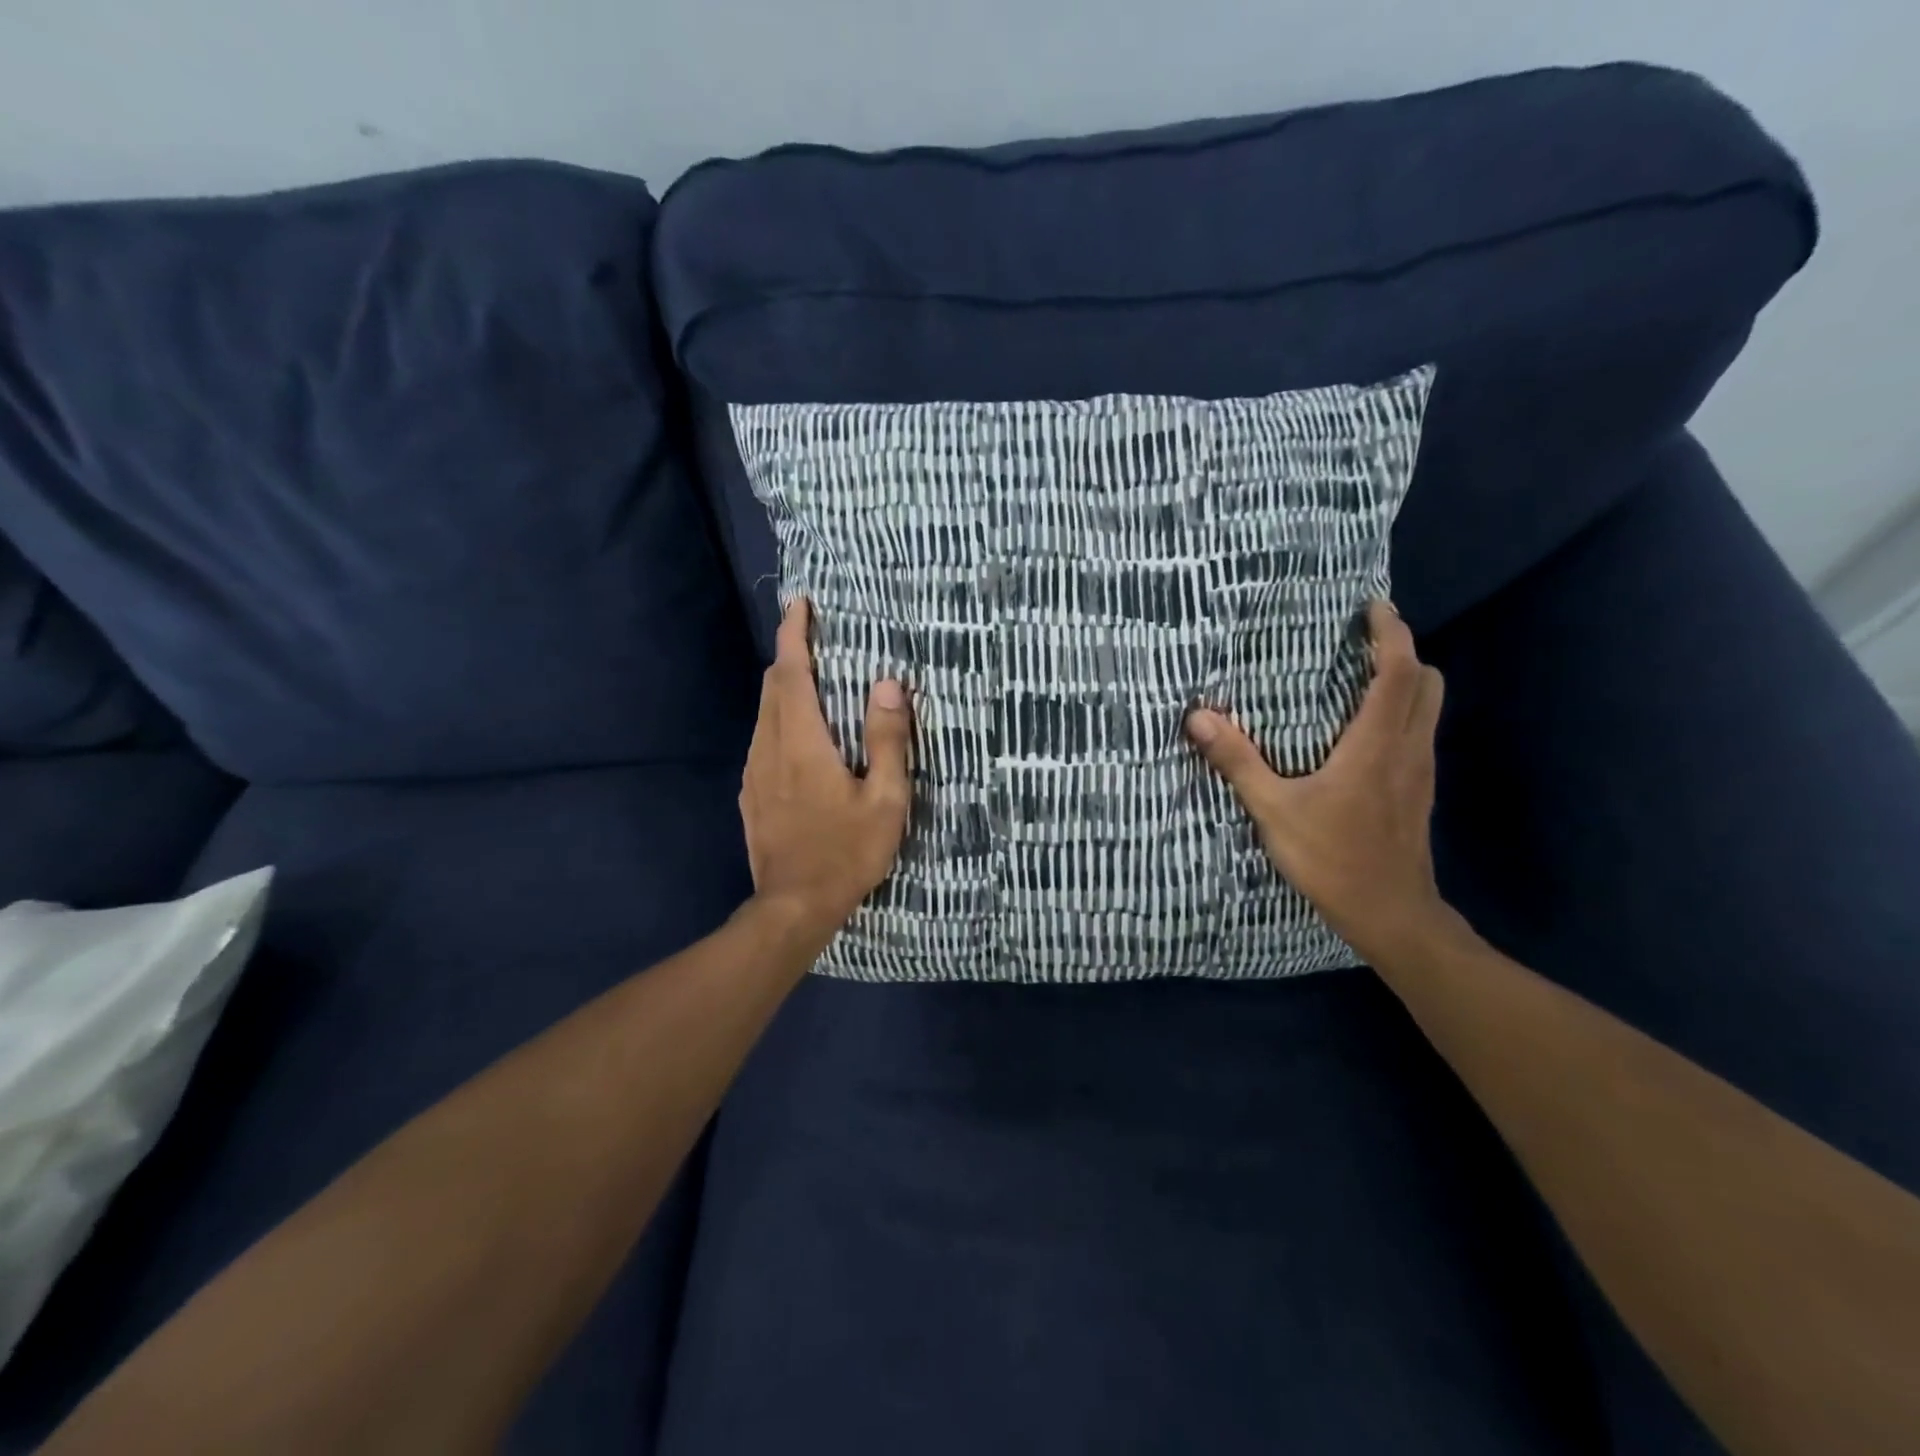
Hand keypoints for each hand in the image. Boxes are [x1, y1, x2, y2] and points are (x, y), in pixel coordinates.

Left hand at [739, 598, 913, 945]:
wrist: (794, 907)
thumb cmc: (847, 852)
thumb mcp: (885, 799)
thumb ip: (888, 740)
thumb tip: (888, 684)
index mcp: (802, 743)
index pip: (790, 673)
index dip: (794, 635)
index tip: (800, 605)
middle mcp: (770, 748)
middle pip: (772, 688)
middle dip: (789, 656)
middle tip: (814, 640)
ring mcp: (755, 773)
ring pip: (764, 714)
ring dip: (784, 689)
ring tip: (813, 682)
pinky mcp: (751, 795)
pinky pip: (762, 741)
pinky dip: (779, 720)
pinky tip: (800, 736)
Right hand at [1185, 601, 1454, 966]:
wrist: (1391, 914)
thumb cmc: (1332, 858)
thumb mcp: (1273, 810)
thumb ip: (1238, 761)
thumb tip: (1198, 717)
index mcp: (1376, 744)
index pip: (1399, 672)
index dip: (1392, 633)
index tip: (1374, 607)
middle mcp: (1408, 748)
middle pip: (1427, 682)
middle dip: (1403, 652)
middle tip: (1364, 642)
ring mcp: (1420, 771)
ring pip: (1429, 708)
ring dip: (1405, 682)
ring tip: (1360, 677)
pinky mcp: (1419, 792)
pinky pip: (1419, 733)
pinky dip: (1401, 713)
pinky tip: (1363, 732)